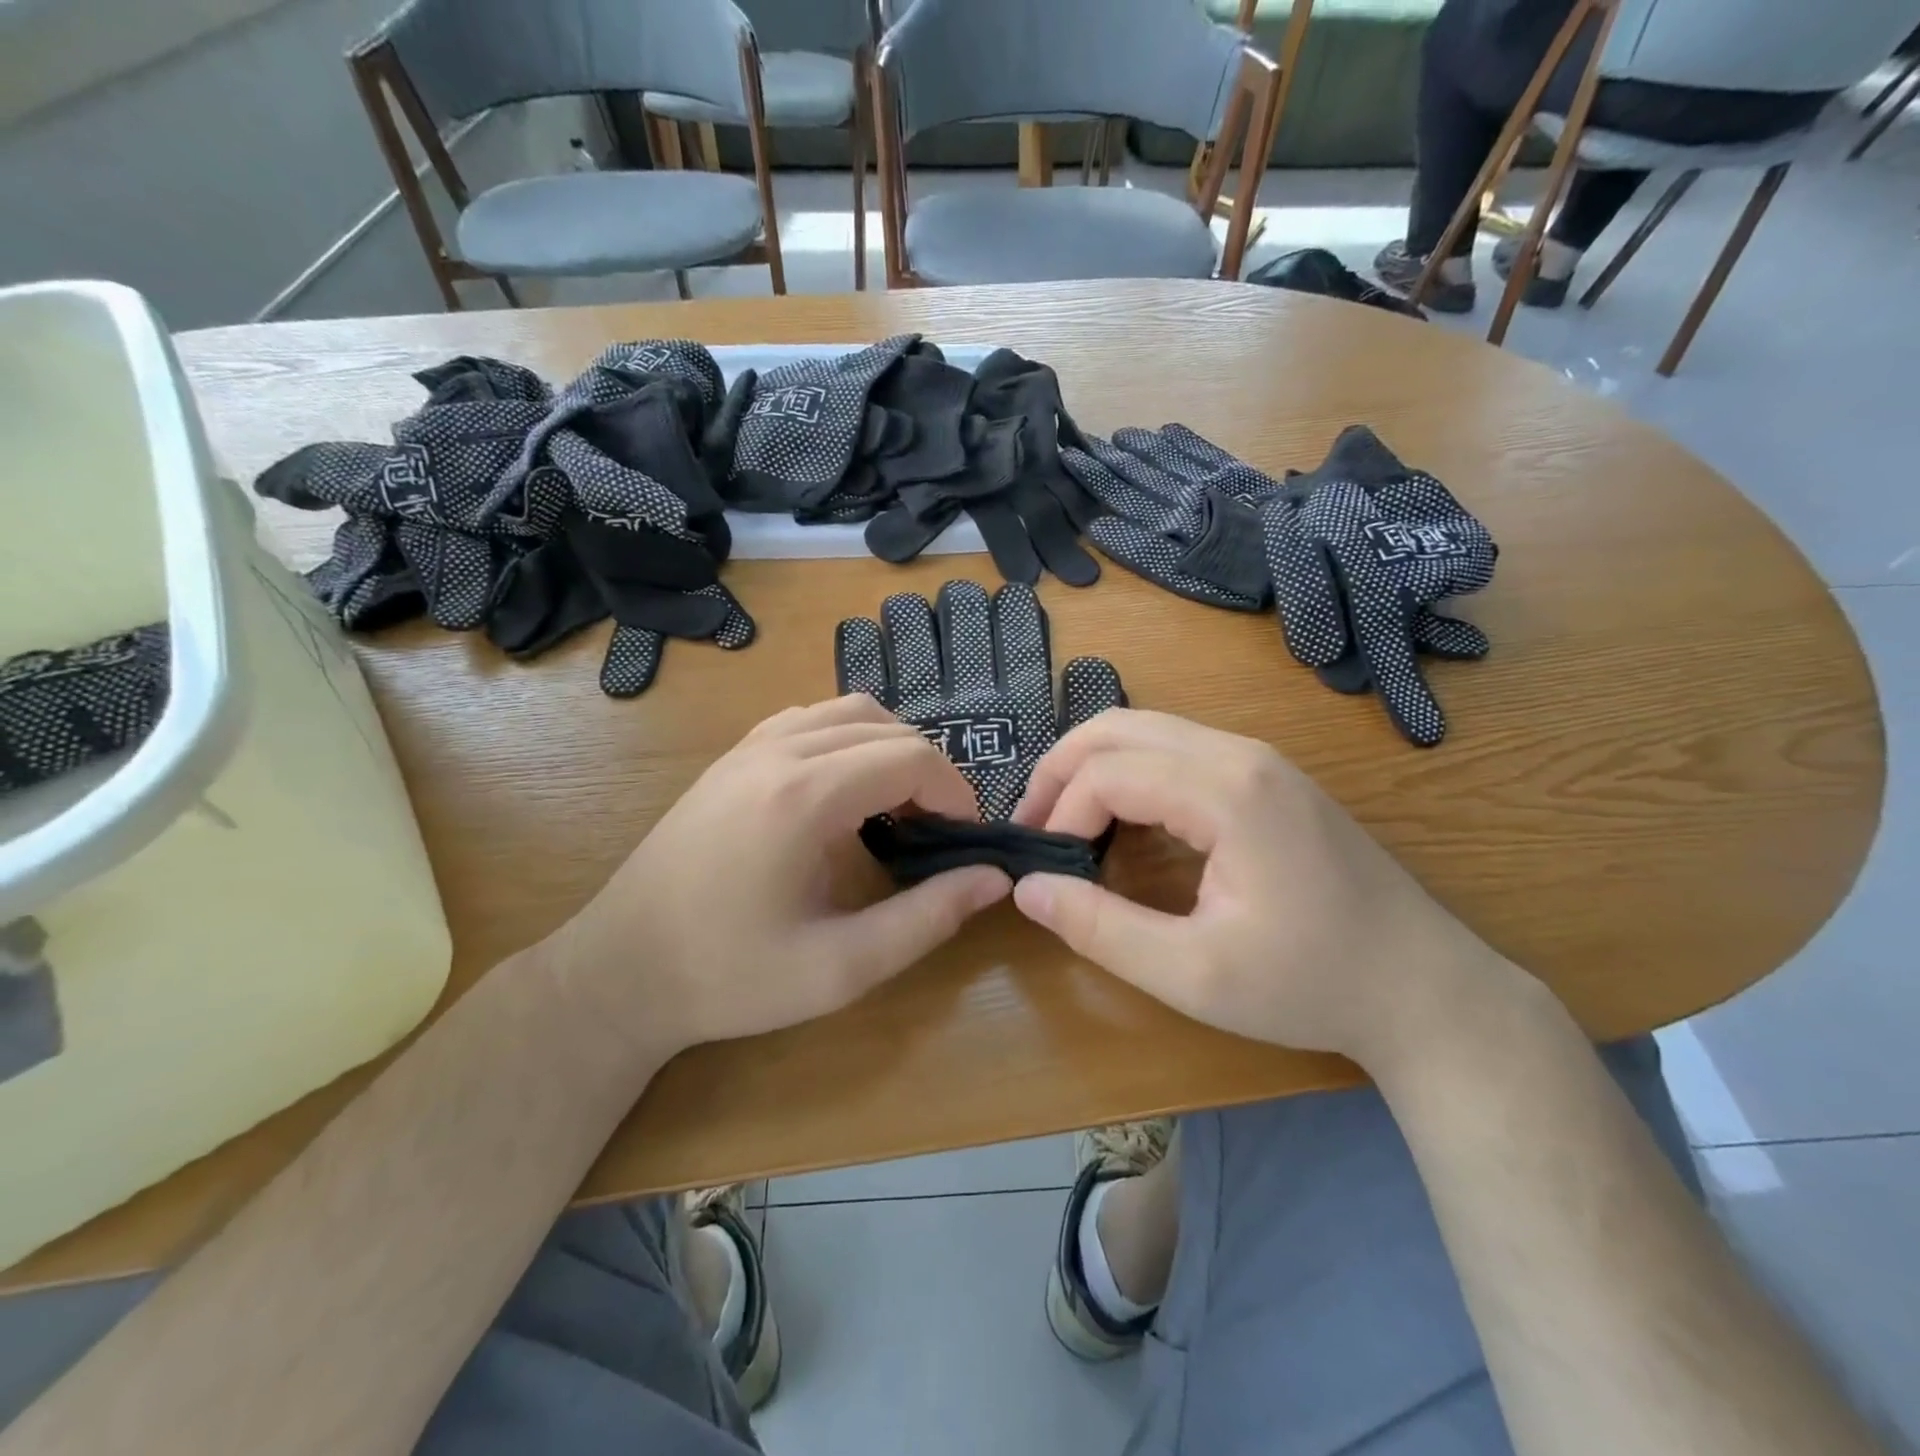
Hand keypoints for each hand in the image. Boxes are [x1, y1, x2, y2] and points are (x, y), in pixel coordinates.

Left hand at [554, 695, 1010, 1053]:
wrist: (620, 970)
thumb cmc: (729, 976)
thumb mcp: (840, 967)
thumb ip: (927, 918)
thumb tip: (994, 877)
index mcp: (804, 795)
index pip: (911, 757)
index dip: (954, 792)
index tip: (963, 839)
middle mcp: (777, 751)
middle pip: (886, 726)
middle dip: (928, 770)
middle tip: (937, 831)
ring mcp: (748, 747)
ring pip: (847, 711)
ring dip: (889, 748)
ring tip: (897, 807)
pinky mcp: (732, 757)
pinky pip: (809, 719)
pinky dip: (847, 739)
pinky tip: (843, 792)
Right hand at [1010, 710, 1513, 1067]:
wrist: (1425, 988)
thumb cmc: (1310, 984)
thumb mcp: (1192, 974)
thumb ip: (1099, 928)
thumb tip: (1028, 889)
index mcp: (1225, 790)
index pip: (1108, 773)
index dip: (1059, 816)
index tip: (1047, 869)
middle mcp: (1239, 752)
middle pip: (1119, 727)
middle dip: (1061, 770)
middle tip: (1031, 826)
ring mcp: (1259, 758)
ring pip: (1146, 730)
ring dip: (1093, 767)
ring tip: (1064, 821)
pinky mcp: (1268, 775)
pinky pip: (1176, 749)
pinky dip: (1131, 772)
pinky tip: (1122, 819)